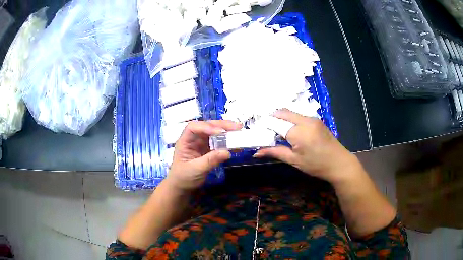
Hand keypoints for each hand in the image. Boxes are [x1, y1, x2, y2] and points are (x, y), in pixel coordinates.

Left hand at [165, 120, 241, 191]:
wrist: (182, 188)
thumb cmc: (183, 178)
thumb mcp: (196, 170)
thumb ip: (210, 160)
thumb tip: (227, 152)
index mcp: (185, 141)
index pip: (194, 127)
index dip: (206, 127)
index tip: (220, 132)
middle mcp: (194, 139)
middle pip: (207, 127)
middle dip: (221, 125)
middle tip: (237, 127)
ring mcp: (201, 144)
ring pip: (214, 133)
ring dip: (226, 131)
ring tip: (239, 131)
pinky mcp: (208, 150)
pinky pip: (218, 143)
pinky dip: (227, 143)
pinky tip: (236, 145)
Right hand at [254, 109, 358, 182]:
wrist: (339, 163)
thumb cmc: (316, 165)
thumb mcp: (294, 160)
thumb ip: (274, 152)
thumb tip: (256, 153)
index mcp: (298, 131)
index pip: (275, 123)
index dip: (265, 126)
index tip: (258, 131)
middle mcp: (305, 120)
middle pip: (283, 113)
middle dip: (273, 118)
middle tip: (266, 129)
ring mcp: (312, 118)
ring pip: (292, 113)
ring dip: (282, 118)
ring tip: (277, 131)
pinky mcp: (317, 120)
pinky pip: (299, 116)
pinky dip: (291, 120)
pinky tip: (290, 130)